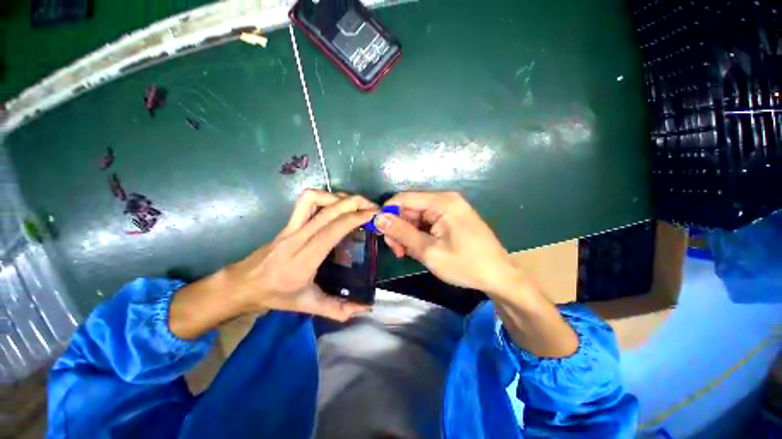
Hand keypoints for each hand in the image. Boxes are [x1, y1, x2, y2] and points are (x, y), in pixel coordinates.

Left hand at [171, 190, 376, 338]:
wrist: (242, 285)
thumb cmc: (275, 295)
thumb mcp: (307, 305)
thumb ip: (337, 308)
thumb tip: (364, 308)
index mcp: (304, 259)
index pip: (332, 230)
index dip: (355, 218)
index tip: (374, 215)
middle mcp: (297, 238)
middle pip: (327, 210)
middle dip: (354, 203)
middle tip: (372, 207)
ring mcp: (291, 227)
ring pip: (313, 199)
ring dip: (338, 197)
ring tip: (355, 204)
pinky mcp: (289, 222)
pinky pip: (306, 202)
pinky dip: (325, 197)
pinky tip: (336, 205)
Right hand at [376, 191, 578, 357]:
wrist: (499, 276)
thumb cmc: (466, 264)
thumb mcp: (429, 251)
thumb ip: (402, 233)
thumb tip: (378, 218)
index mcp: (442, 202)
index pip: (404, 198)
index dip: (388, 213)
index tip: (379, 232)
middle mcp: (445, 199)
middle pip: (410, 207)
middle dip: (398, 227)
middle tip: (396, 250)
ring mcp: (449, 208)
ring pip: (416, 216)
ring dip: (407, 234)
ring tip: (407, 253)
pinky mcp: (450, 218)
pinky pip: (426, 222)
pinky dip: (418, 235)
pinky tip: (419, 249)